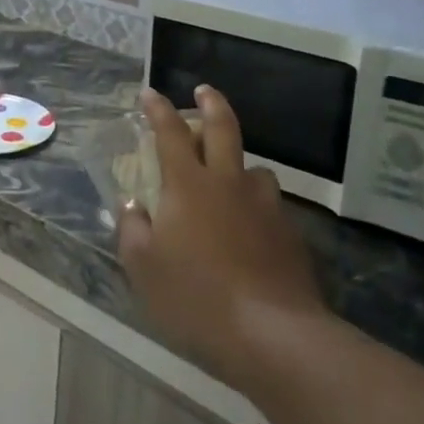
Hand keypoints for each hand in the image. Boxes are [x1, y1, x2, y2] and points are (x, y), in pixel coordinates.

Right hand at [117, 87, 328, 390]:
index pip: (170, 133)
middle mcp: (228, 183)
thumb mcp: (144, 268)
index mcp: (188, 186)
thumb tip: (133, 207)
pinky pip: (269, 205)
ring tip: (231, 178)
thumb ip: (133, 231)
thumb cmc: (196, 297)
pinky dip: (256, 205)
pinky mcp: (290, 233)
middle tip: (204, 90)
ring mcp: (264, 206)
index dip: (158, 109)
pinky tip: (251, 230)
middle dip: (212, 104)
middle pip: (223, 129)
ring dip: (239, 165)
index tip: (149, 93)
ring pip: (254, 169)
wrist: (273, 334)